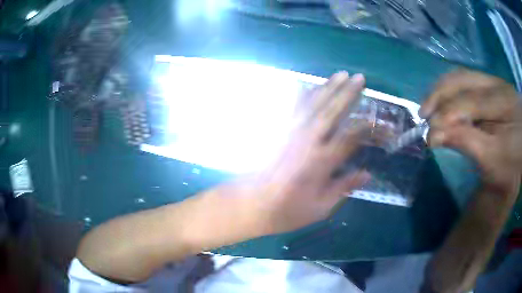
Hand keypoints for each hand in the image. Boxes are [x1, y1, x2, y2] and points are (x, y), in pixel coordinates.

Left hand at [242, 72, 370, 234]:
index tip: (377, 116)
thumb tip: (367, 174)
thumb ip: (344, 188)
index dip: (367, 125)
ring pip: (312, 104)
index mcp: (321, 163)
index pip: (351, 137)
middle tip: (359, 77)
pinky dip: (302, 95)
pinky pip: (291, 109)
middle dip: (348, 93)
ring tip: (340, 74)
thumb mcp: (320, 208)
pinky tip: (308, 86)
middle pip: (332, 111)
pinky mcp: (277, 132)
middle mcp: (307, 142)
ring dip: (328, 87)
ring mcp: (290, 134)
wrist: (249, 205)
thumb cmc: (287, 211)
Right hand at [420, 69, 521, 195]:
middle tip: (423, 115)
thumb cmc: (509, 164)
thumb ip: (466, 143)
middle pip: (461, 79)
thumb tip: (434, 135)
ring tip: (429, 108)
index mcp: (502, 103)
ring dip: (441, 90)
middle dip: (438, 95)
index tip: (429, 137)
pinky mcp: (490, 84)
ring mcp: (493, 80)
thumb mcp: (491, 161)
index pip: (470, 101)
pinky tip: (443, 101)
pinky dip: (449, 89)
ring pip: (460, 75)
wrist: (520, 154)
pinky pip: (464, 79)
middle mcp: (496, 83)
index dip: (447, 116)